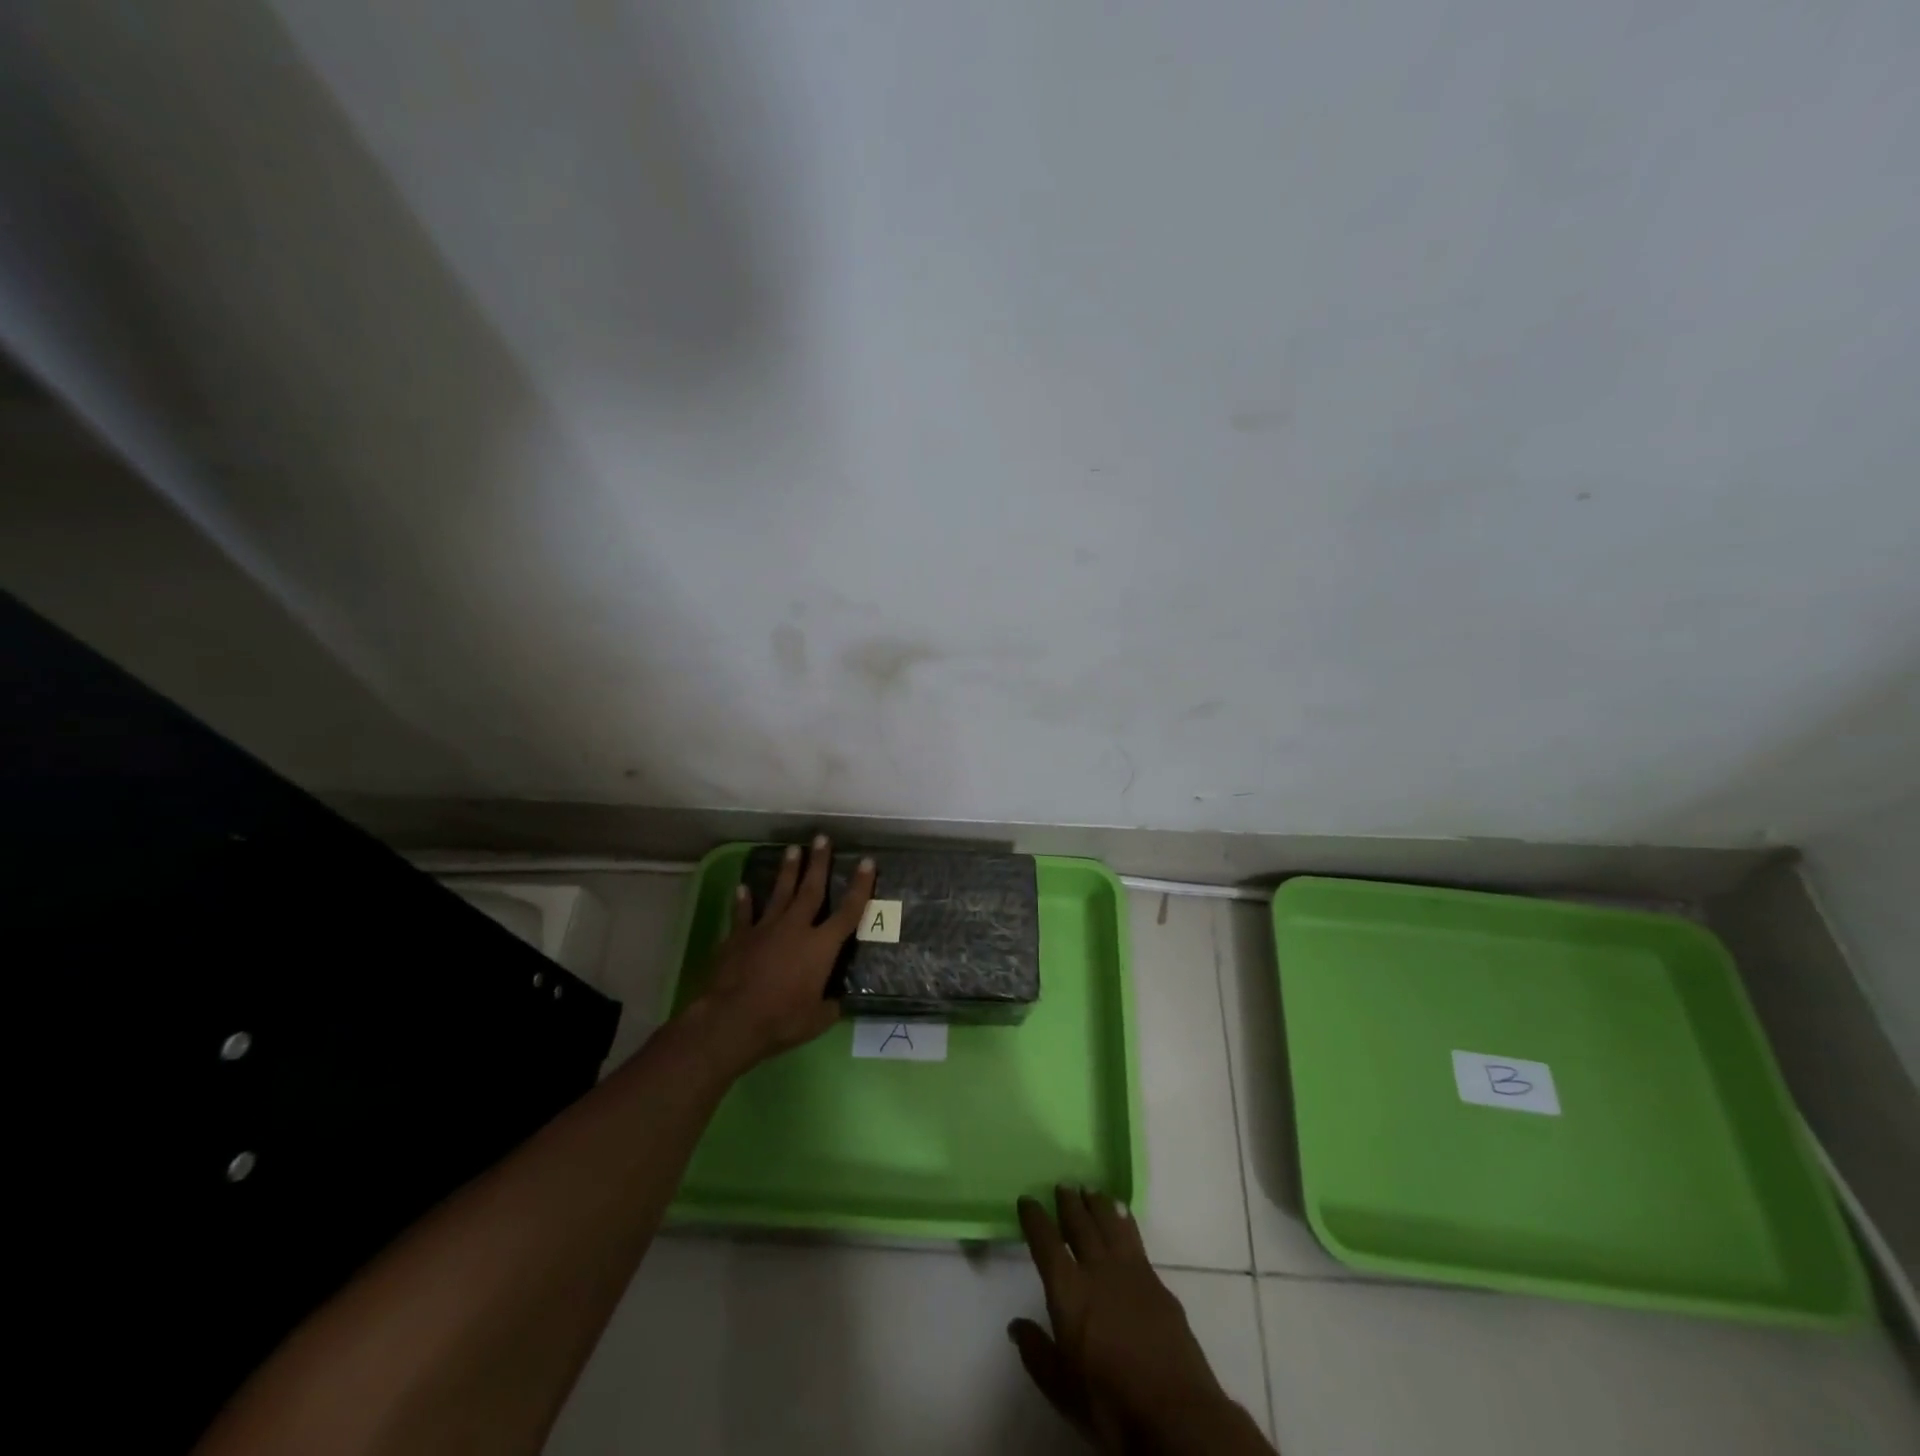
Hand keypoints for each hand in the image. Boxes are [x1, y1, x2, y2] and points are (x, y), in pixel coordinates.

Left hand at [696, 835, 875, 1069]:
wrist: (731, 1020)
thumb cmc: (781, 1020)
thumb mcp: (817, 1020)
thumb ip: (830, 1006)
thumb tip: (836, 1002)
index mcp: (821, 947)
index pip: (848, 911)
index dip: (860, 886)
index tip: (867, 862)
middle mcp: (796, 928)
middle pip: (811, 889)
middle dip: (819, 862)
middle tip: (822, 837)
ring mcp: (764, 929)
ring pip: (779, 893)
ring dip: (787, 871)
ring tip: (792, 849)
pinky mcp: (738, 938)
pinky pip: (743, 914)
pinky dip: (743, 901)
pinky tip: (743, 888)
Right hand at [1012, 1188, 1271, 1454]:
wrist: (1176, 1414)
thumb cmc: (1110, 1404)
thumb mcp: (1062, 1388)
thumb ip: (1037, 1352)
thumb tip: (1016, 1326)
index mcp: (1069, 1291)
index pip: (1046, 1243)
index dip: (1035, 1219)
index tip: (1027, 1200)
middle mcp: (1098, 1270)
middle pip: (1081, 1224)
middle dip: (1069, 1202)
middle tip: (1063, 1184)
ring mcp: (1132, 1273)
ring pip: (1111, 1224)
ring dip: (1099, 1204)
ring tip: (1092, 1189)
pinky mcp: (1158, 1284)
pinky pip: (1136, 1240)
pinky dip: (1126, 1222)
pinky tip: (1124, 1218)